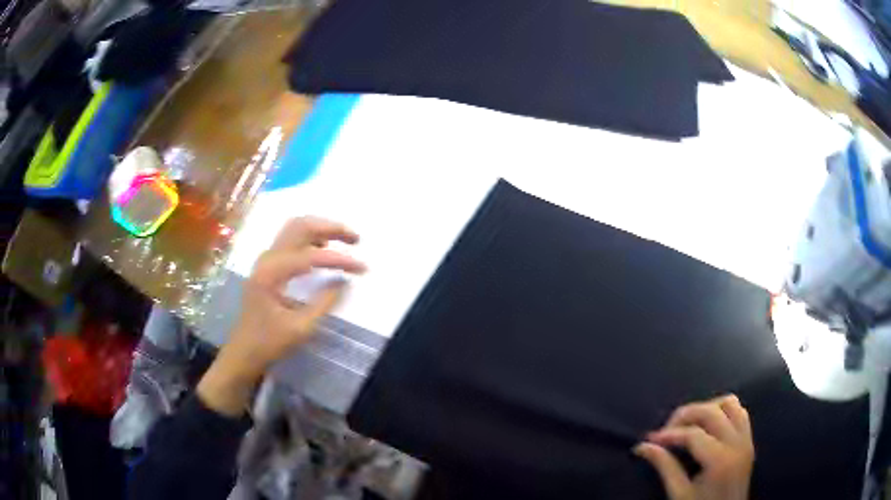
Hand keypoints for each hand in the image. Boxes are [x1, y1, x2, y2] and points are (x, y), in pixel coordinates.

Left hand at [198, 217, 365, 415]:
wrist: (243, 351)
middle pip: (301, 226)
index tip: (363, 268)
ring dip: (321, 229)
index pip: (312, 256)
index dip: (340, 260)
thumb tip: (344, 281)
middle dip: (331, 228)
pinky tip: (323, 248)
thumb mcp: (301, 328)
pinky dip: (310, 237)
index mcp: (272, 273)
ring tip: (344, 240)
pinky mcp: (267, 265)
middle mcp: (268, 258)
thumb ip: (324, 302)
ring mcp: (266, 259)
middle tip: (356, 238)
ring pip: (295, 228)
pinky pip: (290, 239)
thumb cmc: (270, 342)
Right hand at [634, 395, 753, 499]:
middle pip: (712, 411)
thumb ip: (665, 467)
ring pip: (729, 403)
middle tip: (666, 429)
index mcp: (720, 460)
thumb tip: (642, 446)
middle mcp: (737, 443)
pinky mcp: (749, 439)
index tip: (650, 439)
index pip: (693, 434)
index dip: (669, 434)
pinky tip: (708, 426)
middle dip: (686, 415)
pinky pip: (739, 411)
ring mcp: (747, 439)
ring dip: (707, 407)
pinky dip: (722, 411)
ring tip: (689, 424)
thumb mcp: (679, 494)